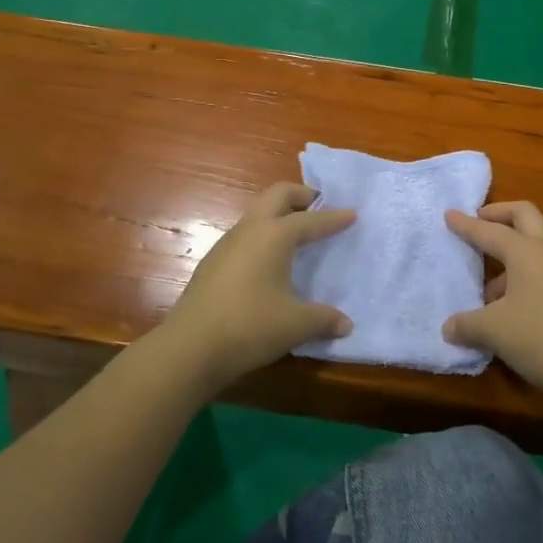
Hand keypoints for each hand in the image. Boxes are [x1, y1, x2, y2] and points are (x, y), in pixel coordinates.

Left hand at [160, 183, 354, 393]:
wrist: (190, 347)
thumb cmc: (251, 326)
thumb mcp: (296, 325)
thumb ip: (324, 319)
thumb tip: (346, 324)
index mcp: (274, 235)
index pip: (311, 219)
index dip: (333, 218)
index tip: (352, 214)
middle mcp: (250, 230)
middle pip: (277, 195)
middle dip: (301, 196)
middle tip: (319, 207)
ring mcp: (227, 244)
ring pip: (256, 213)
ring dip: (278, 214)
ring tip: (297, 233)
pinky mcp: (213, 262)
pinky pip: (245, 235)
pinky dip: (263, 235)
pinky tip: (269, 261)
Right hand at [444, 202, 542, 411]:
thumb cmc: (541, 336)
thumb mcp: (493, 331)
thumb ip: (466, 325)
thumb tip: (449, 328)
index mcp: (525, 251)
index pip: (489, 230)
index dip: (467, 224)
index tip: (449, 214)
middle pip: (524, 217)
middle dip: (499, 215)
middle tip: (478, 223)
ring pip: (532, 248)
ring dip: (508, 254)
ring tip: (484, 285)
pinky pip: (537, 273)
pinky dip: (517, 279)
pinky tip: (503, 310)